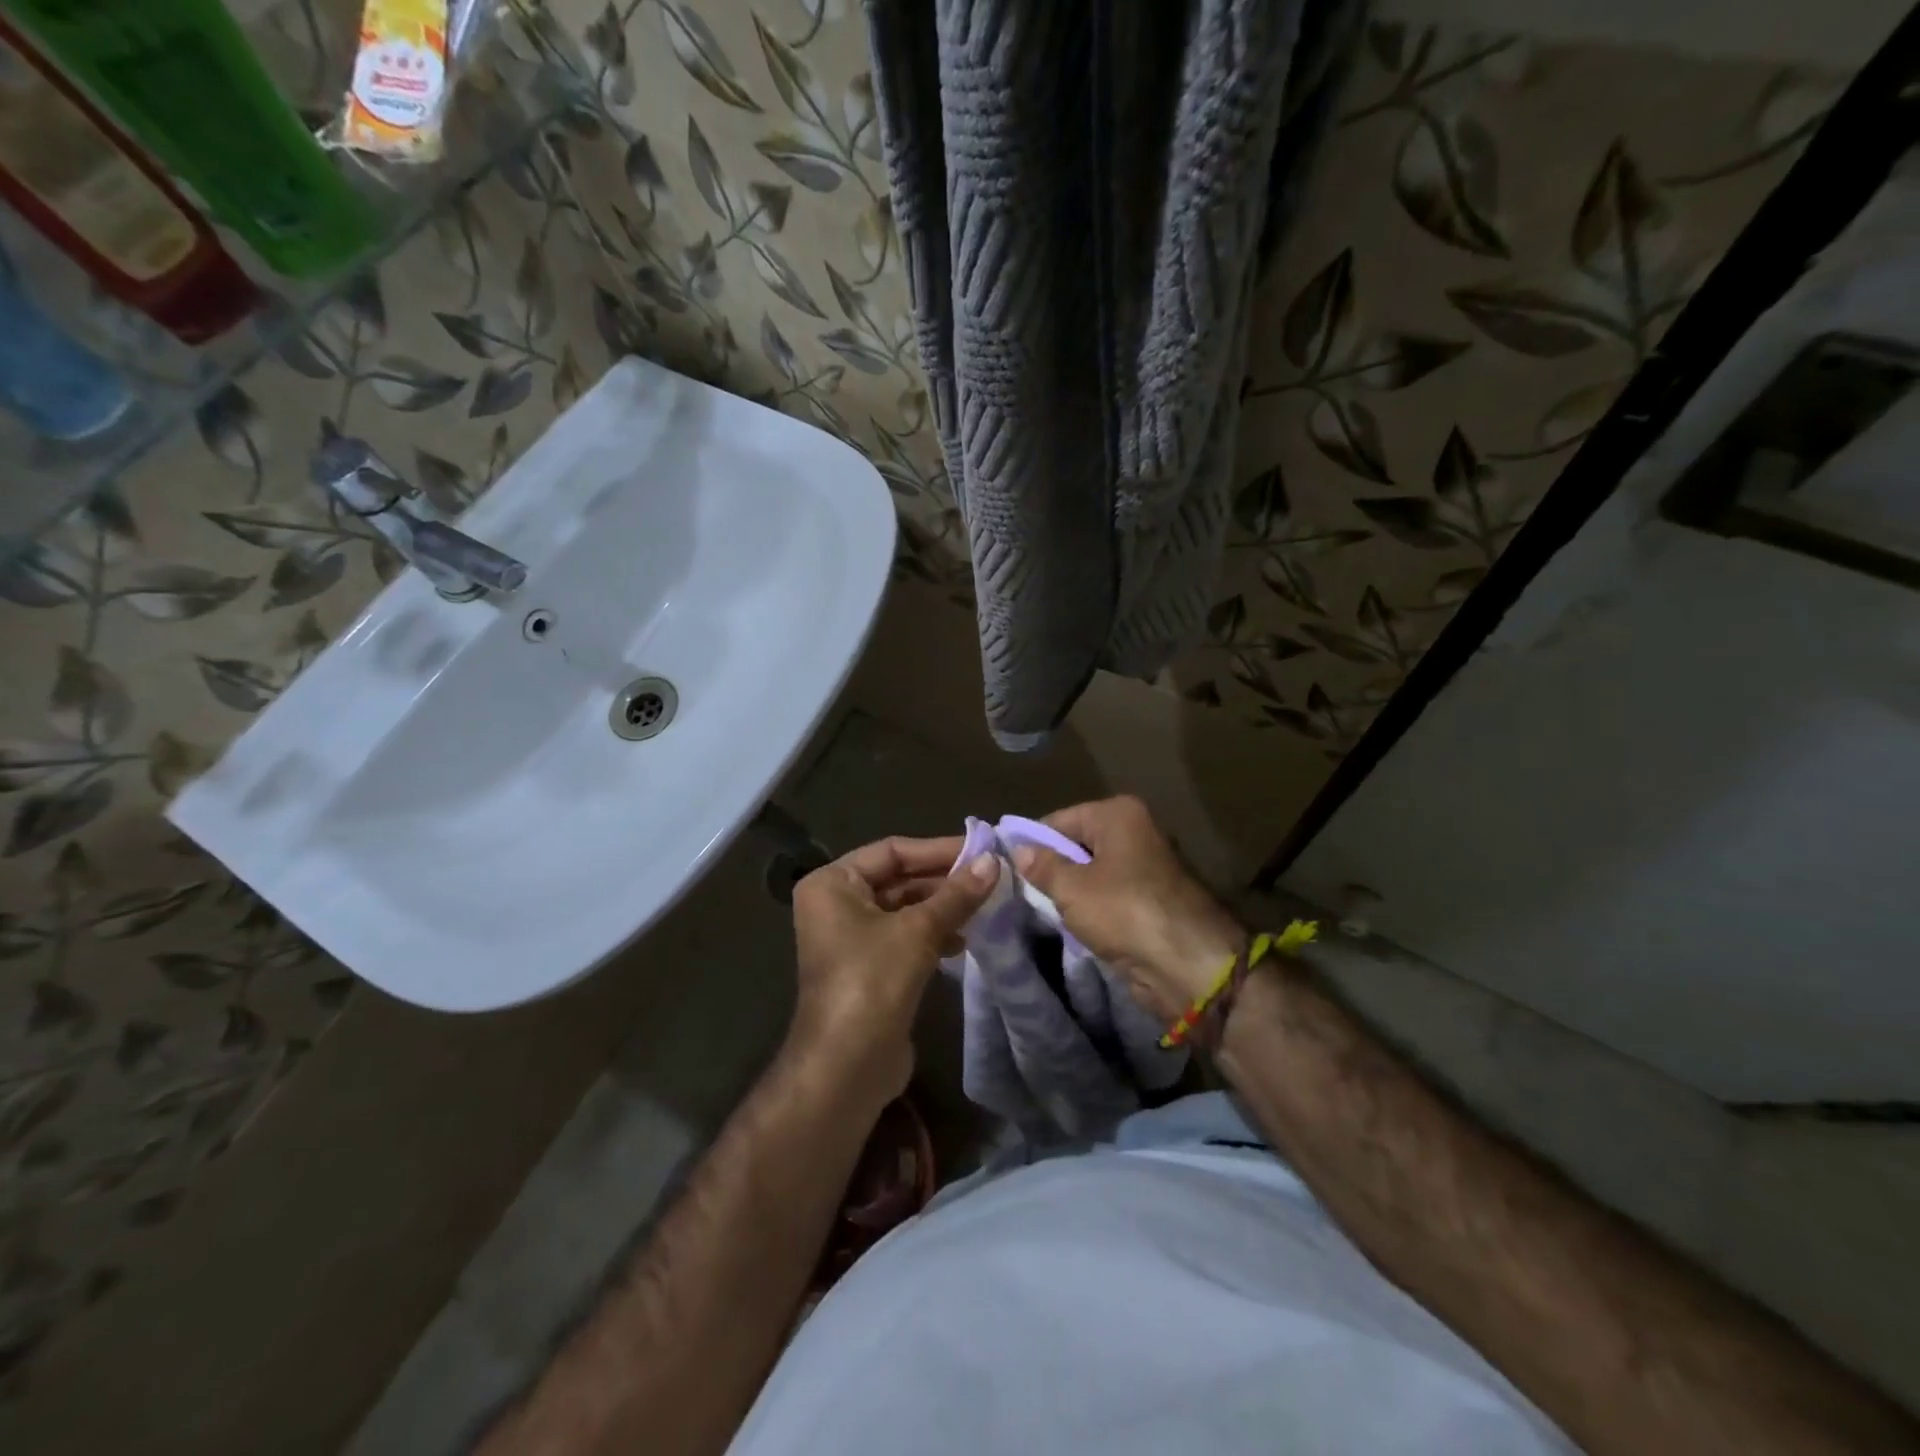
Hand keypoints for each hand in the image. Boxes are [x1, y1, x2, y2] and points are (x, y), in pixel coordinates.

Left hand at [789, 835, 998, 1109]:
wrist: (846, 1067)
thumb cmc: (872, 981)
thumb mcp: (918, 931)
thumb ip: (956, 895)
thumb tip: (993, 861)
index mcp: (832, 883)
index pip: (891, 851)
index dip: (937, 850)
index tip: (981, 850)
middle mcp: (836, 904)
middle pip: (898, 879)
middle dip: (944, 880)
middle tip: (991, 877)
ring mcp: (851, 938)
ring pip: (905, 909)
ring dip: (943, 908)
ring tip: (986, 906)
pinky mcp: (869, 968)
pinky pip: (905, 937)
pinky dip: (934, 934)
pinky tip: (965, 940)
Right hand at [1012, 796, 1244, 1022]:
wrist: (1187, 964)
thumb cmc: (1125, 912)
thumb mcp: (1072, 889)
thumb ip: (1042, 866)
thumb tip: (1018, 849)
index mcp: (1118, 814)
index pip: (1058, 820)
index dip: (1032, 844)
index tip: (1008, 870)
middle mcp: (1135, 831)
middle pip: (1077, 844)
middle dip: (1053, 868)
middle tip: (1022, 893)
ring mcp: (1146, 865)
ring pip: (1093, 872)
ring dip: (1071, 891)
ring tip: (1042, 910)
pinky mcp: (1151, 897)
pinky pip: (1109, 894)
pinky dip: (1092, 907)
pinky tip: (1072, 924)